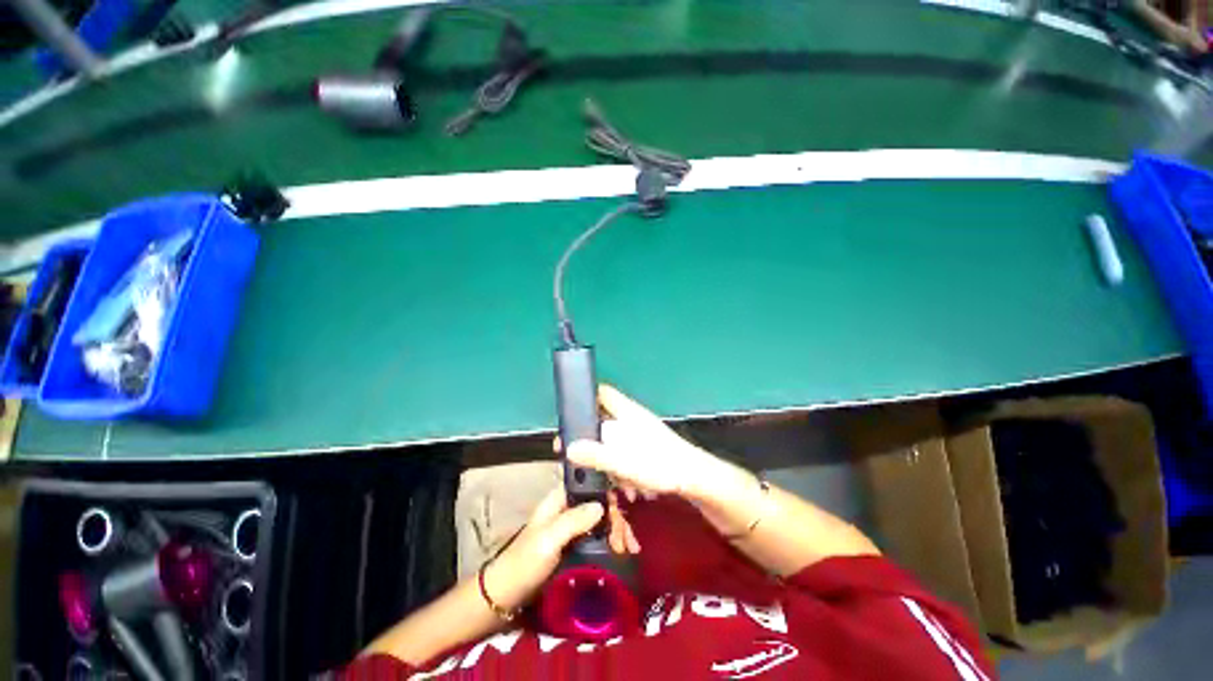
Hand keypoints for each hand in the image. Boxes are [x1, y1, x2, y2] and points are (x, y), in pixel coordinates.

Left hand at [484, 485, 638, 611]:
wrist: (507, 596)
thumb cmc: (525, 563)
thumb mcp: (549, 540)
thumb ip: (574, 520)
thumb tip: (603, 505)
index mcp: (560, 499)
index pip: (590, 484)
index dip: (608, 493)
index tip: (623, 511)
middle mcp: (568, 508)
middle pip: (600, 503)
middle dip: (616, 518)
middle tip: (627, 541)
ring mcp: (573, 526)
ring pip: (602, 519)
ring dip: (618, 531)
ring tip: (629, 549)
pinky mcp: (576, 544)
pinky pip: (600, 536)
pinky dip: (613, 541)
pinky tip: (624, 551)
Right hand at [566, 385, 736, 502]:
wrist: (696, 479)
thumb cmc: (661, 464)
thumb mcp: (624, 461)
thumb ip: (596, 454)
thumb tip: (569, 448)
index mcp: (628, 412)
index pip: (603, 393)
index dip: (587, 398)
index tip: (571, 415)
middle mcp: (634, 418)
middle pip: (605, 421)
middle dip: (595, 442)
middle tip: (586, 460)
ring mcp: (642, 433)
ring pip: (616, 441)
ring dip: (612, 462)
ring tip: (619, 484)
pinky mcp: (649, 448)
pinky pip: (628, 454)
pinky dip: (625, 468)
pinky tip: (633, 488)